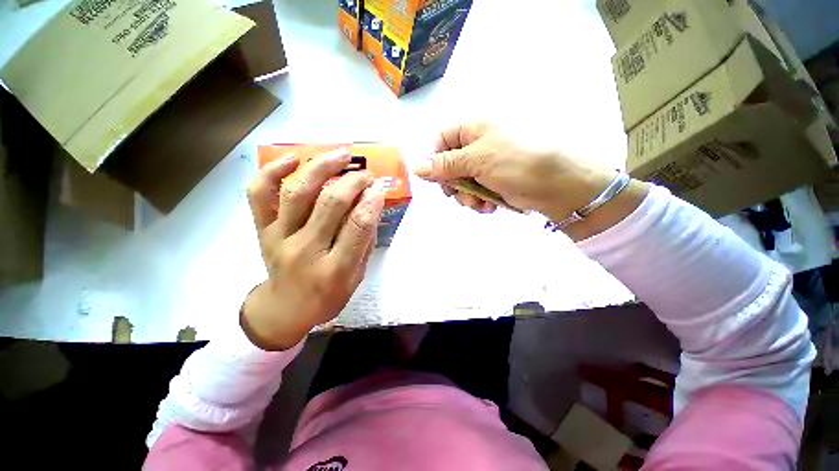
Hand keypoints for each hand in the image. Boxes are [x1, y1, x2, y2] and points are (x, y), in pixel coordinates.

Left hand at [243, 149, 384, 350]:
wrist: (284, 309)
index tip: (380, 186)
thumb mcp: (356, 277)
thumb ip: (365, 242)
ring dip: (322, 167)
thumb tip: (372, 206)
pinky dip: (272, 172)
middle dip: (354, 181)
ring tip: (341, 154)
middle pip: (331, 204)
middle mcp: (305, 250)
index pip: (358, 226)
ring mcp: (279, 238)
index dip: (372, 201)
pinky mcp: (262, 230)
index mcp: (335, 268)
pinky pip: (260, 195)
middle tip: (367, 173)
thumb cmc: (327, 296)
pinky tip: (293, 159)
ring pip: (298, 192)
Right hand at [414, 122, 649, 240]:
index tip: (437, 177)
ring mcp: (487, 165)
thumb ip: (445, 165)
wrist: (557, 185)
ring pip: (461, 182)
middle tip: (458, 194)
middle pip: (450, 164)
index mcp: (474, 129)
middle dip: (452, 183)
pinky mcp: (494, 182)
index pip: (442, 139)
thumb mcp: (476, 160)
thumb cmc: (516, 163)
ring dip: (466, 196)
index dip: (436, 158)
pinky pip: (476, 192)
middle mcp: (479, 145)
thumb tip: (417, 168)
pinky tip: (488, 206)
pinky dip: (479, 201)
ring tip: (479, 203)